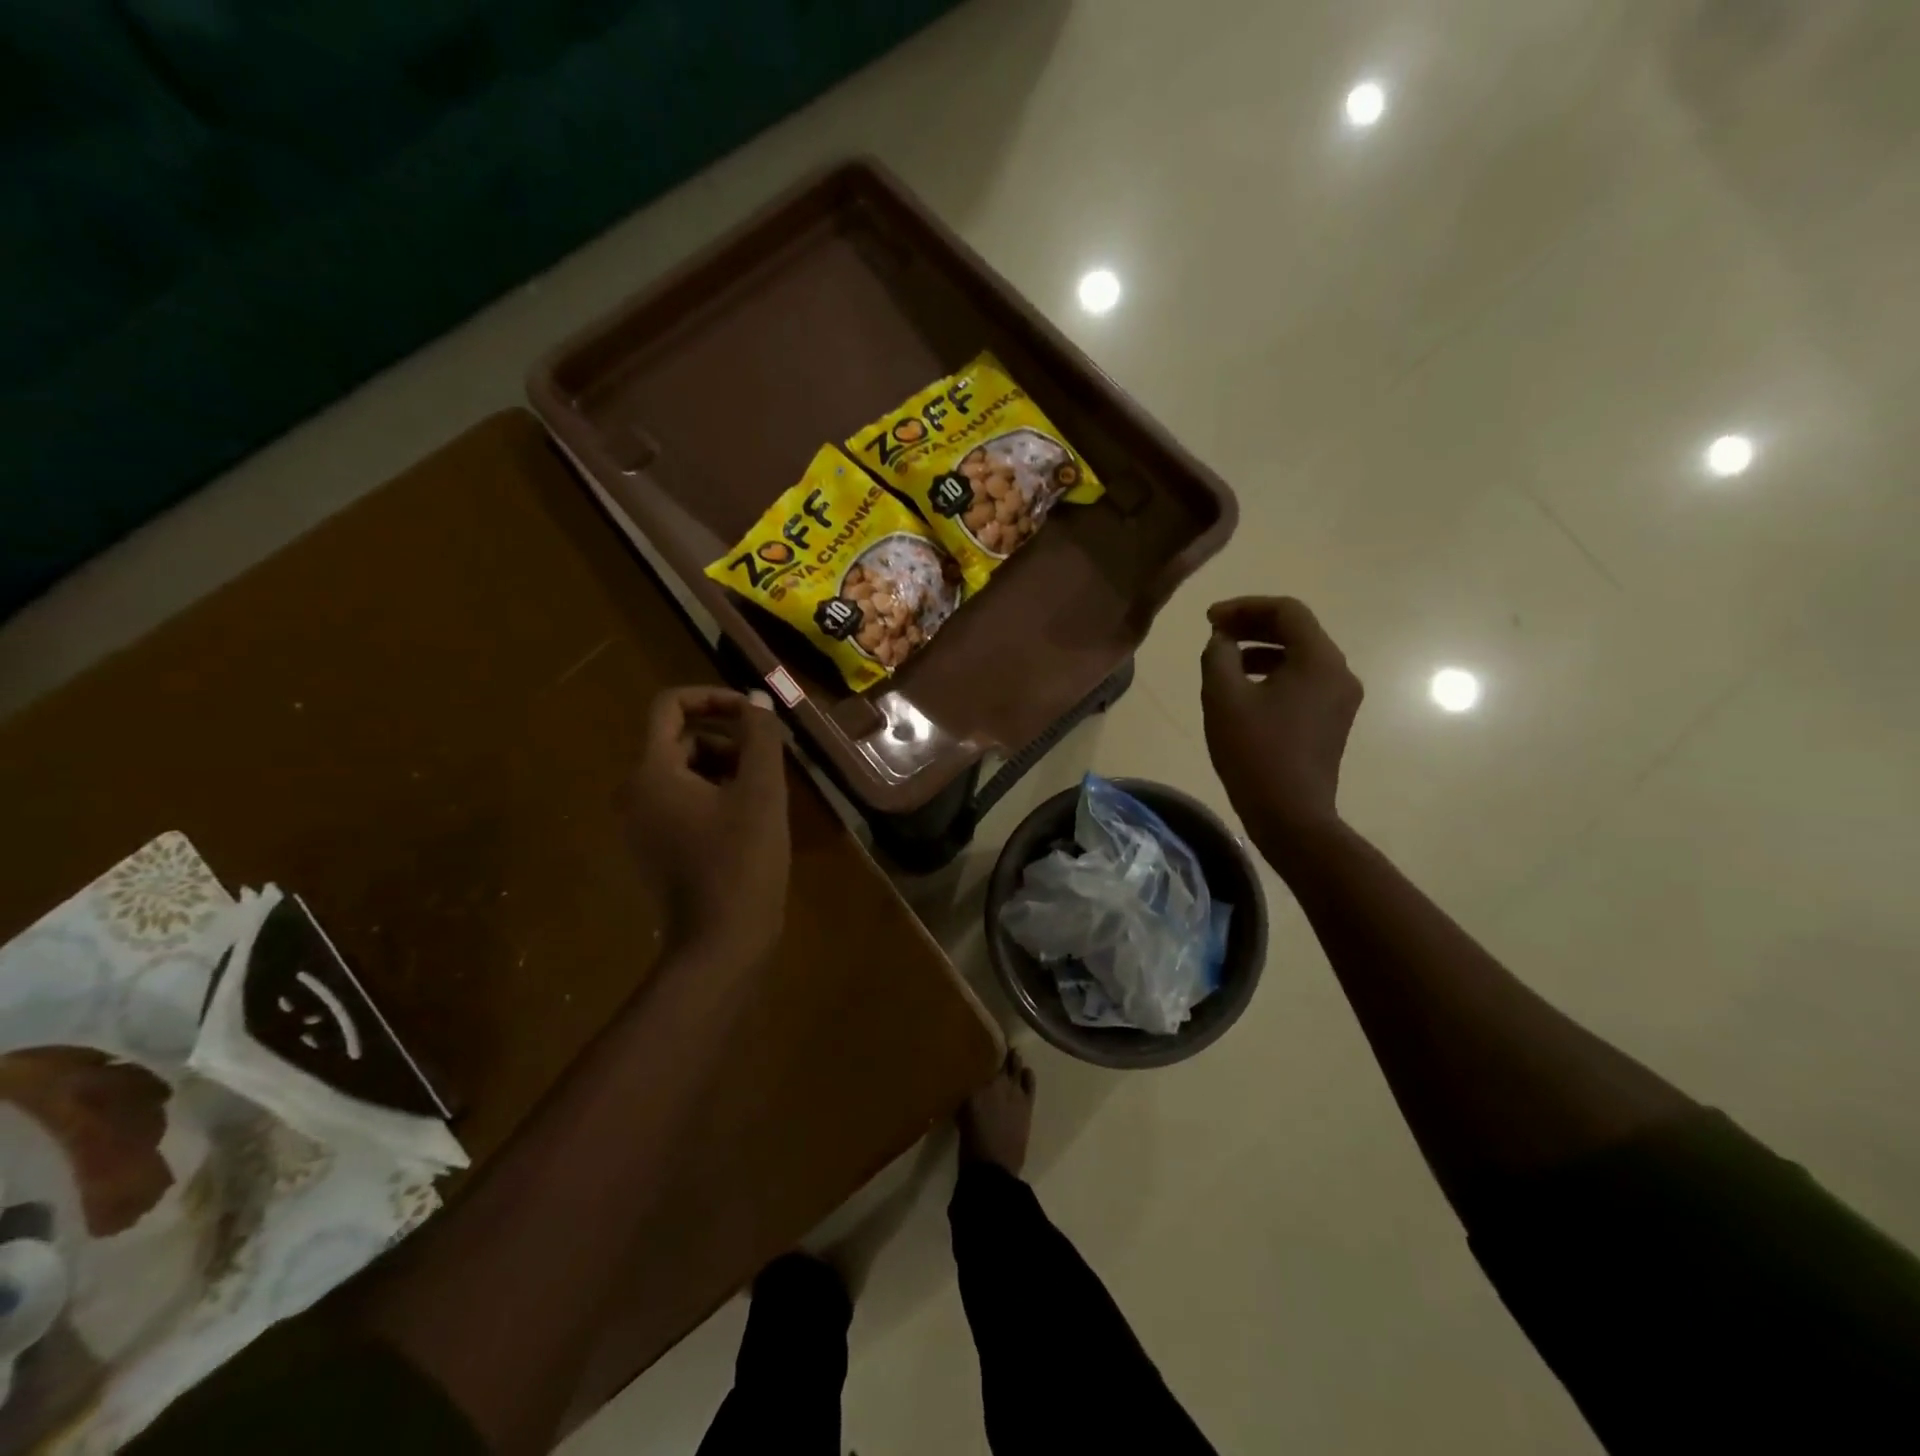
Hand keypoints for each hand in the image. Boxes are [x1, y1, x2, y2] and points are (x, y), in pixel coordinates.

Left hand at [618, 687, 789, 961]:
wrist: (720, 944)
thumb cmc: (743, 862)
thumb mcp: (762, 791)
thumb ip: (760, 737)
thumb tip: (756, 702)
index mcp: (652, 773)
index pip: (670, 706)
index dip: (714, 698)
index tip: (754, 715)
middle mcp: (633, 794)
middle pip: (680, 742)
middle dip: (727, 743)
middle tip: (769, 768)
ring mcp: (639, 826)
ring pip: (684, 775)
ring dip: (725, 772)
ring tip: (763, 799)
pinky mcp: (652, 851)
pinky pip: (681, 805)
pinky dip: (713, 799)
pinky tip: (747, 825)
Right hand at [1201, 596, 1363, 855]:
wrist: (1290, 814)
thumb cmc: (1255, 752)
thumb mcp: (1223, 697)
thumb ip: (1218, 656)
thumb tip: (1222, 640)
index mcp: (1319, 660)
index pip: (1286, 611)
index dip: (1244, 607)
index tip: (1209, 619)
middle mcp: (1339, 672)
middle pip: (1297, 630)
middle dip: (1252, 626)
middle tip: (1214, 632)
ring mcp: (1340, 698)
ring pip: (1300, 656)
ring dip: (1261, 650)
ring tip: (1224, 660)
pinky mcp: (1332, 720)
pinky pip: (1303, 680)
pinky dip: (1273, 673)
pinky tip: (1244, 690)